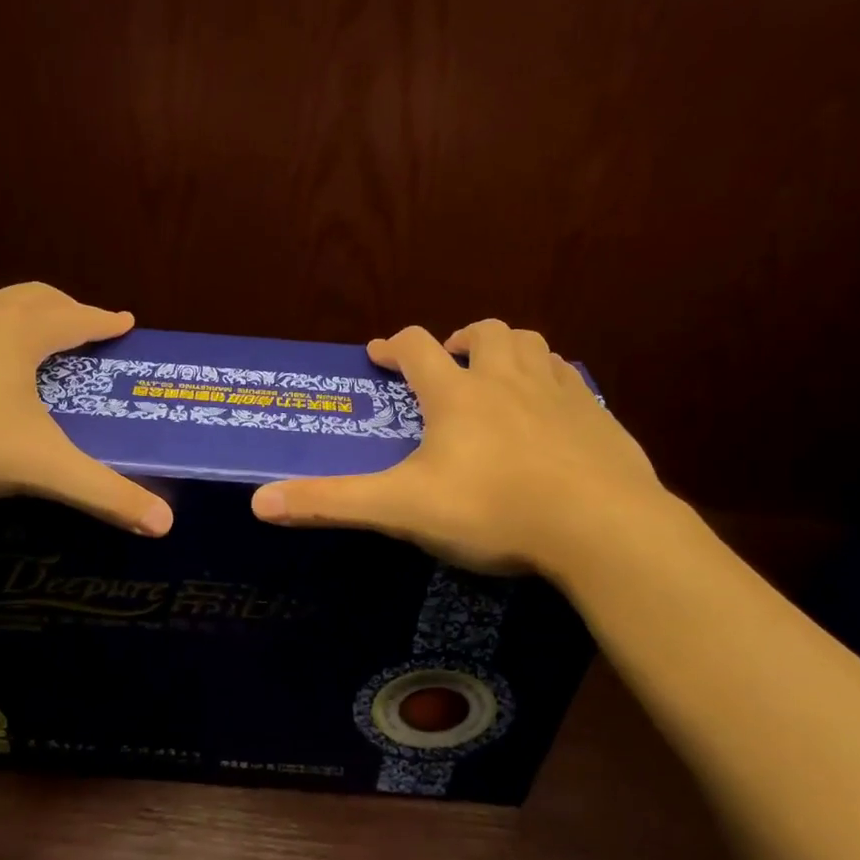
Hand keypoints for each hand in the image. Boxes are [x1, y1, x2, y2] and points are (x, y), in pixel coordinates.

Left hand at [0, 282, 172, 534]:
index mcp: (18, 333)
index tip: (126, 320)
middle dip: (63, 308)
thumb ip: (104, 494)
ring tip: (22, 330)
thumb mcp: (39, 467)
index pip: (75, 318)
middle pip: (32, 297)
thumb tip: (166, 525)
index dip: (104, 320)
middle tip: (80, 324)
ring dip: (13, 310)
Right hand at [249, 321, 664, 576]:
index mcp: (458, 394)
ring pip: (531, 345)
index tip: (380, 354)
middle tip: (447, 365)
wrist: (600, 526)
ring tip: (497, 377)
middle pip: (484, 333)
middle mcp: (507, 378)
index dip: (394, 345)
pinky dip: (552, 382)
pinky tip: (550, 411)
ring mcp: (558, 392)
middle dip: (459, 340)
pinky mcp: (598, 415)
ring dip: (508, 350)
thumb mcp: (402, 509)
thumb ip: (331, 502)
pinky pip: (571, 380)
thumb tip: (258, 502)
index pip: (417, 347)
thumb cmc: (493, 509)